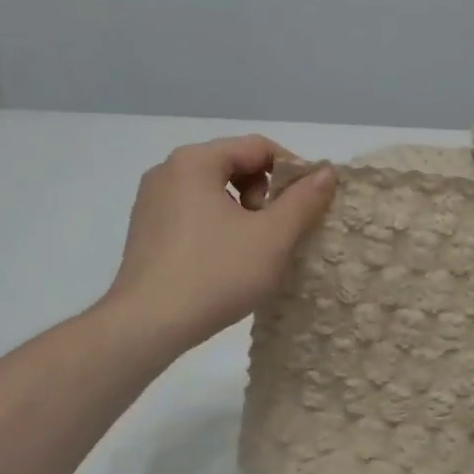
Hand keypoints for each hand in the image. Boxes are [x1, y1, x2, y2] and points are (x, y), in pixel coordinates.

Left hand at [104, 135, 335, 350]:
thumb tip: (327, 172)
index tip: (310, 203)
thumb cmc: (215, 274)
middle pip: (234, 164)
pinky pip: (193, 211)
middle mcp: (168, 171)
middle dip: (265, 193)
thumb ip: (303, 200)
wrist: (147, 326)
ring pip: (214, 190)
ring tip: (253, 249)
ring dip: (244, 211)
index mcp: (195, 161)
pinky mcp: (146, 230)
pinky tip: (225, 260)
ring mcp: (151, 201)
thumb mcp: (272, 237)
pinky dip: (218, 225)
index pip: (258, 147)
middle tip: (276, 231)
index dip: (293, 170)